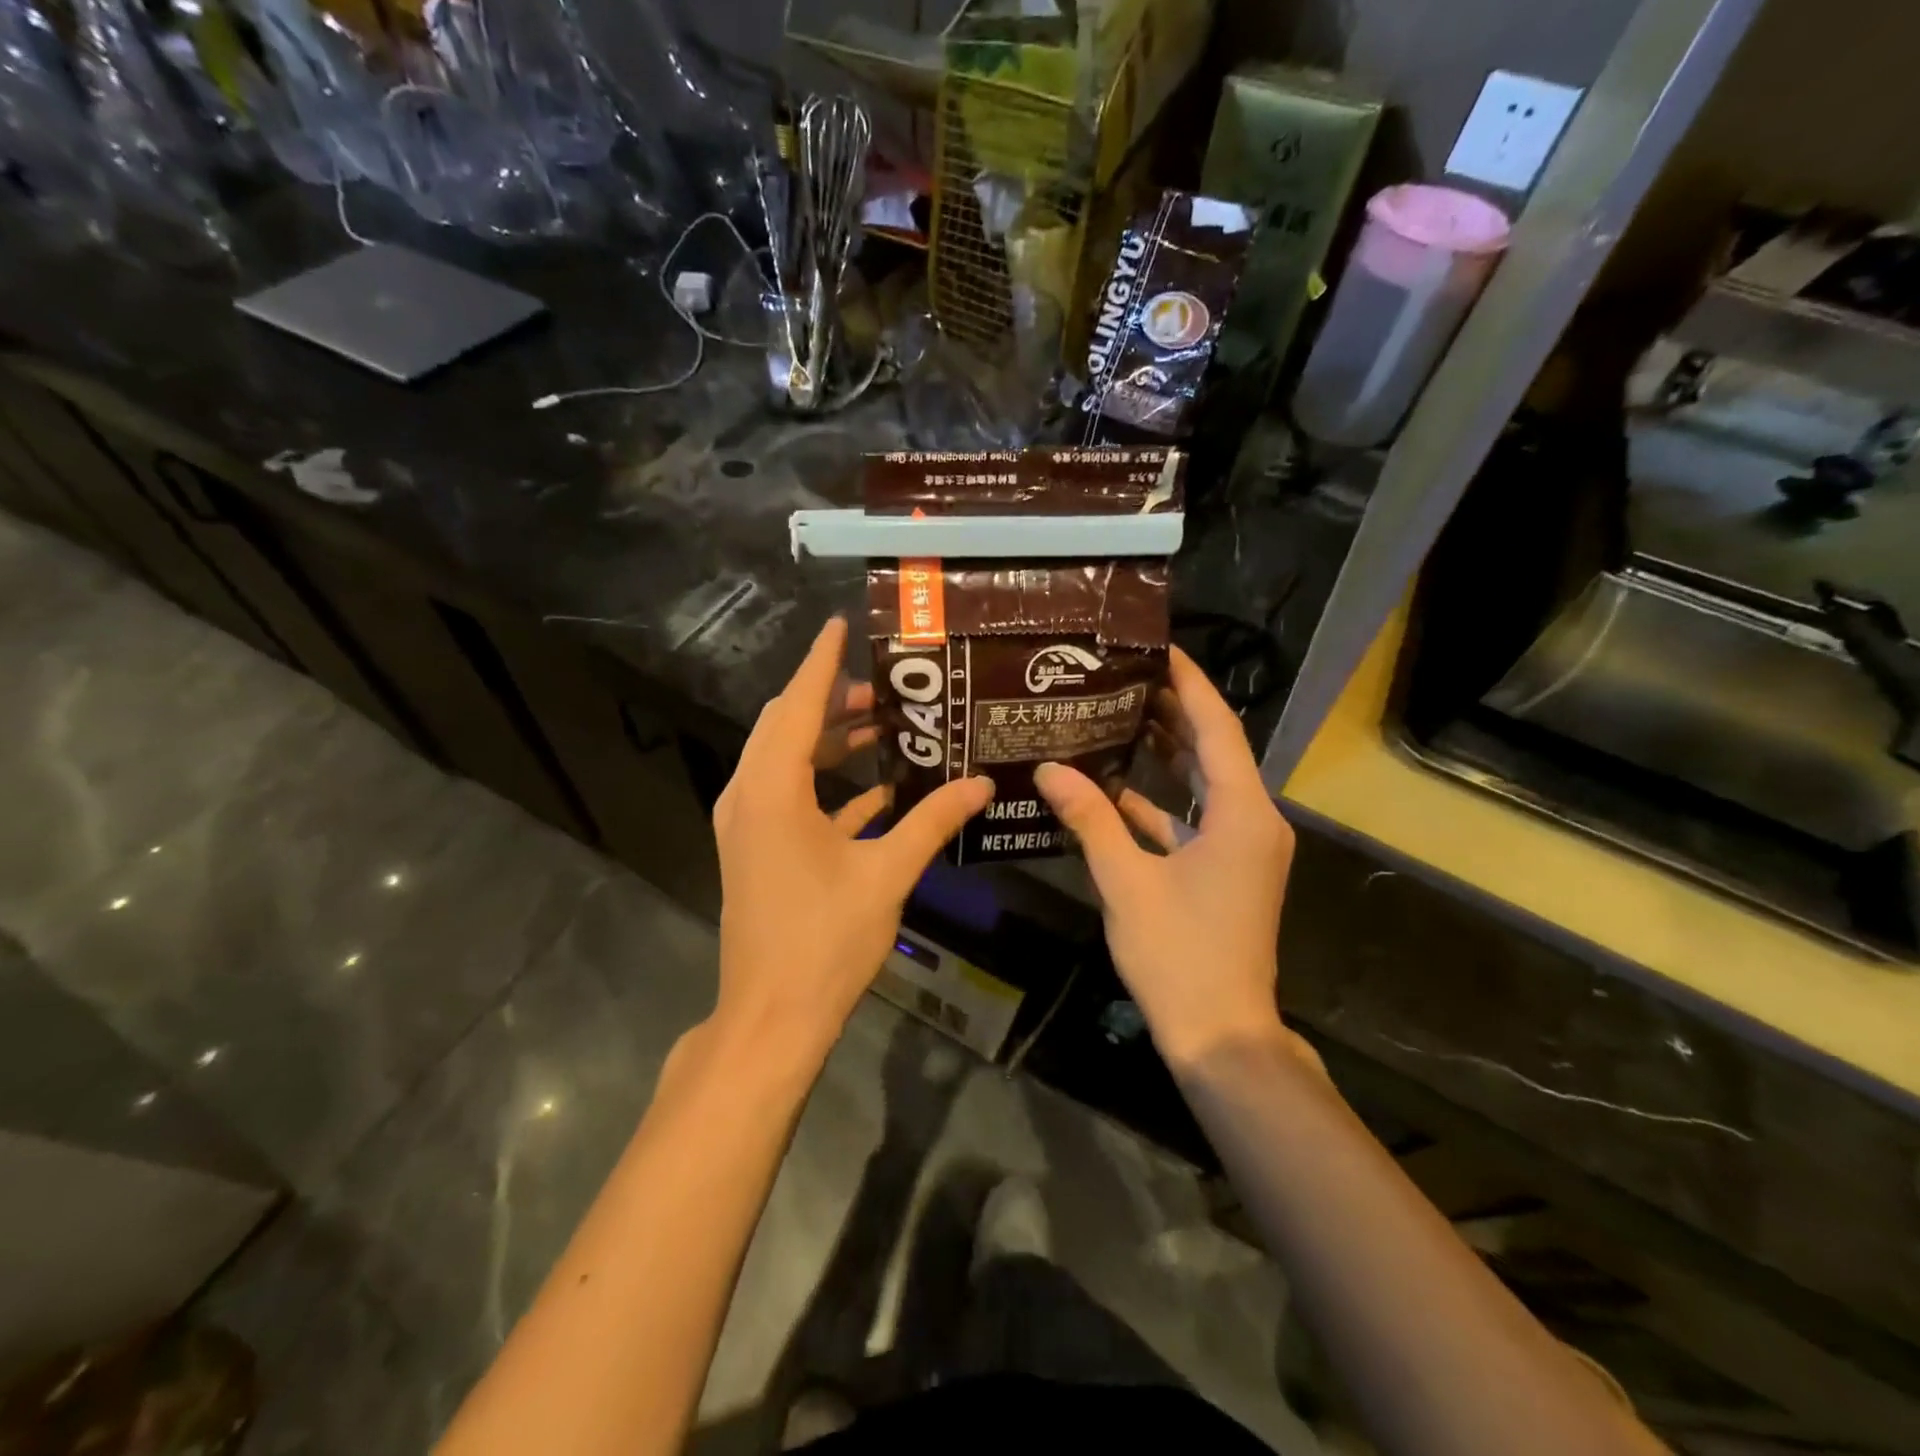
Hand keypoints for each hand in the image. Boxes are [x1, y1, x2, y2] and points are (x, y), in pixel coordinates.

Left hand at [711, 617, 992, 1058]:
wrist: (772, 1016)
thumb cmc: (825, 940)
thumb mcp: (886, 874)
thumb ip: (932, 821)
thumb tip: (982, 784)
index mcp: (773, 789)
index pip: (799, 705)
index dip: (821, 662)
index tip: (841, 625)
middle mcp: (750, 795)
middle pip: (787, 726)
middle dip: (833, 701)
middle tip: (887, 690)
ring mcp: (748, 824)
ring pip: (787, 761)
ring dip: (831, 743)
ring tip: (885, 728)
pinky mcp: (757, 849)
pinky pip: (790, 799)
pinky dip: (827, 786)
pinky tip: (877, 791)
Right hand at [1034, 647, 1297, 1071]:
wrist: (1221, 1034)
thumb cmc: (1179, 954)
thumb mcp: (1126, 881)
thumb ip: (1089, 819)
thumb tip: (1049, 769)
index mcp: (1243, 813)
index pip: (1217, 728)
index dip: (1188, 684)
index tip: (1158, 647)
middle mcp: (1253, 821)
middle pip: (1214, 750)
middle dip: (1173, 711)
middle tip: (1125, 676)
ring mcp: (1243, 848)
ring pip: (1204, 784)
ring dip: (1167, 754)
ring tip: (1119, 715)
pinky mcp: (1227, 871)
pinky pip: (1195, 819)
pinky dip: (1161, 803)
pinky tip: (1116, 788)